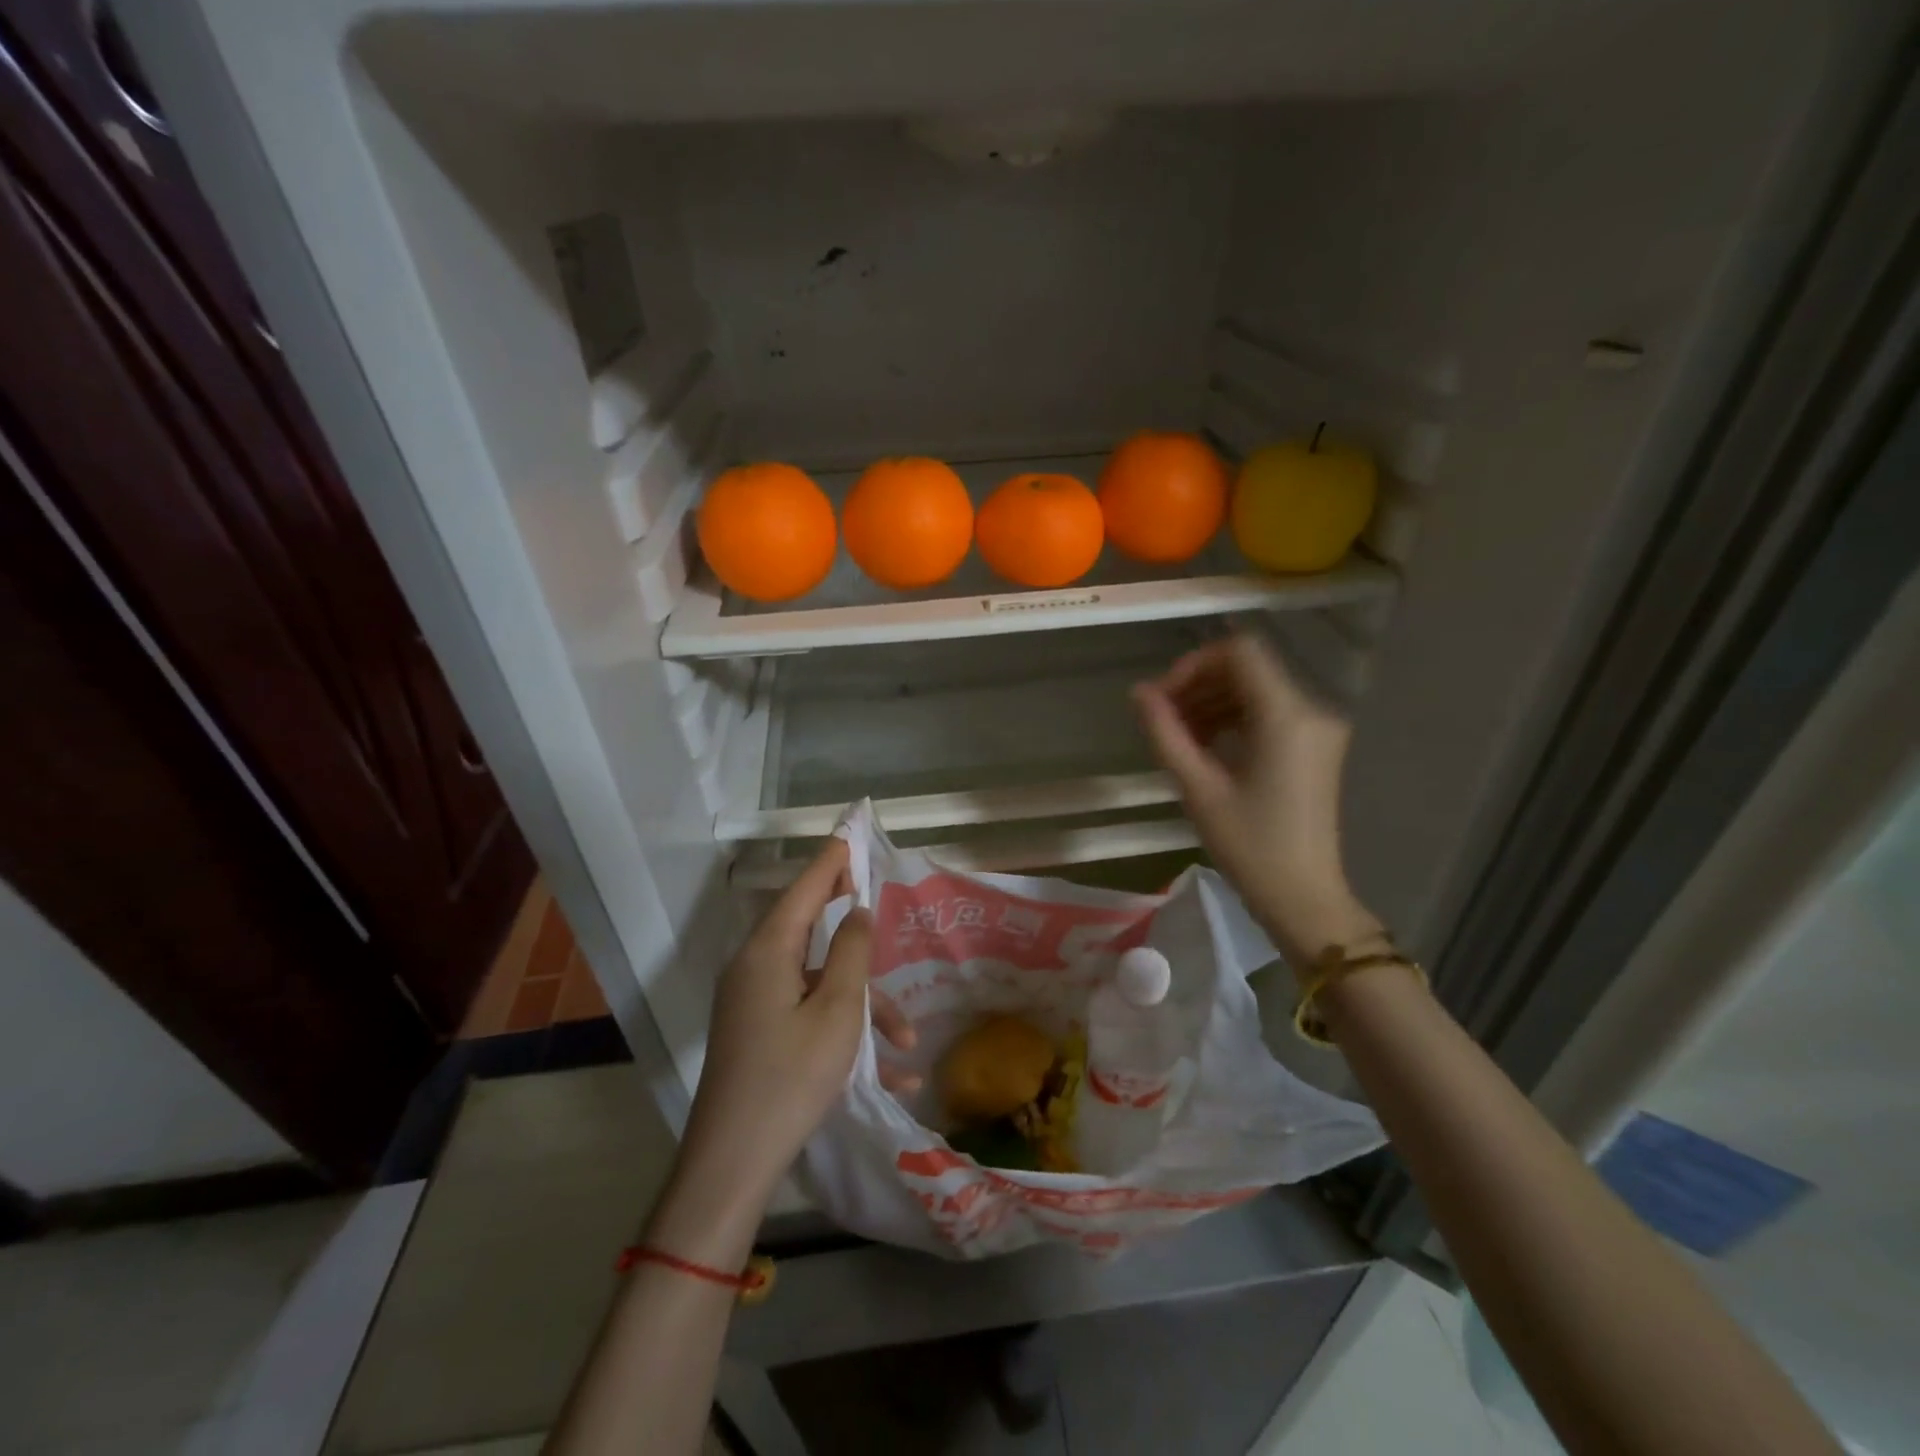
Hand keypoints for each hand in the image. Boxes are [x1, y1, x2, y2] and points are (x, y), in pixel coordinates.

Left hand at [679, 839, 872, 1202]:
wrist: (733, 1163)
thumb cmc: (791, 1076)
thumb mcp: (837, 1011)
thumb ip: (852, 952)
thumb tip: (858, 911)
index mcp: (768, 950)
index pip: (805, 887)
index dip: (832, 860)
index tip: (852, 834)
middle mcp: (756, 967)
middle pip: (812, 930)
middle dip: (857, 936)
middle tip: (883, 910)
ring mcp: (754, 1002)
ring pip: (819, 981)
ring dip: (863, 1005)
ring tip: (906, 1043)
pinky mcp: (759, 1033)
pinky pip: (808, 1014)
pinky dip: (844, 1031)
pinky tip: (888, 1073)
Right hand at [1133, 635, 1382, 968]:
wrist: (1303, 897)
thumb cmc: (1249, 846)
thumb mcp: (1198, 788)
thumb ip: (1166, 733)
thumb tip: (1138, 692)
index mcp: (1287, 716)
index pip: (1240, 652)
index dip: (1193, 664)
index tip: (1163, 698)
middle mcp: (1311, 711)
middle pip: (1247, 670)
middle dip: (1198, 685)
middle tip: (1161, 720)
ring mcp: (1318, 729)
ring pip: (1256, 690)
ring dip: (1212, 703)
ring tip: (1177, 737)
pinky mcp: (1315, 747)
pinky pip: (1268, 713)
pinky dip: (1233, 719)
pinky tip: (1205, 747)